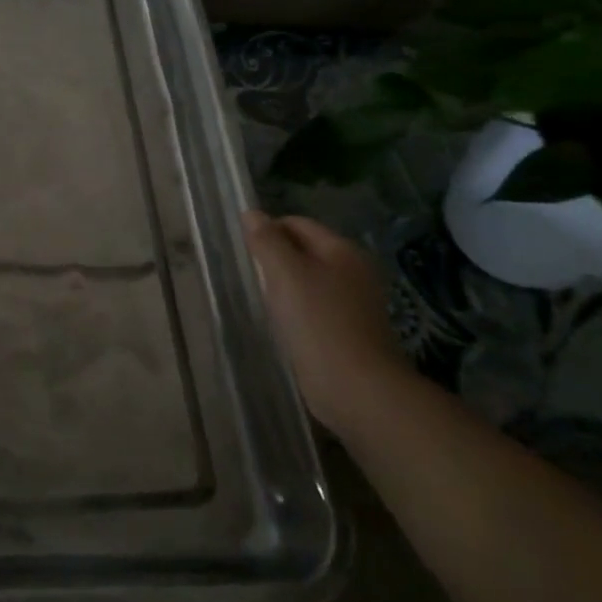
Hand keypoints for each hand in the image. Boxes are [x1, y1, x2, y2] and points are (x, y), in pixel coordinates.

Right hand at [242, 211, 409, 435]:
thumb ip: (266, 241)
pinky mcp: (349, 331)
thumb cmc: (318, 322)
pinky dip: (296, 309)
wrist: (356, 388)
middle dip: (275, 258)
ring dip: (284, 286)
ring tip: (263, 300)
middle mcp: (353, 271)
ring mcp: (354, 303)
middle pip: (304, 250)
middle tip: (251, 276)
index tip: (244, 251)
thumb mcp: (284, 273)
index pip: (297, 223)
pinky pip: (315, 307)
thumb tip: (251, 213)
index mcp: (342, 250)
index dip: (268, 230)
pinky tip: (282, 323)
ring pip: (308, 280)